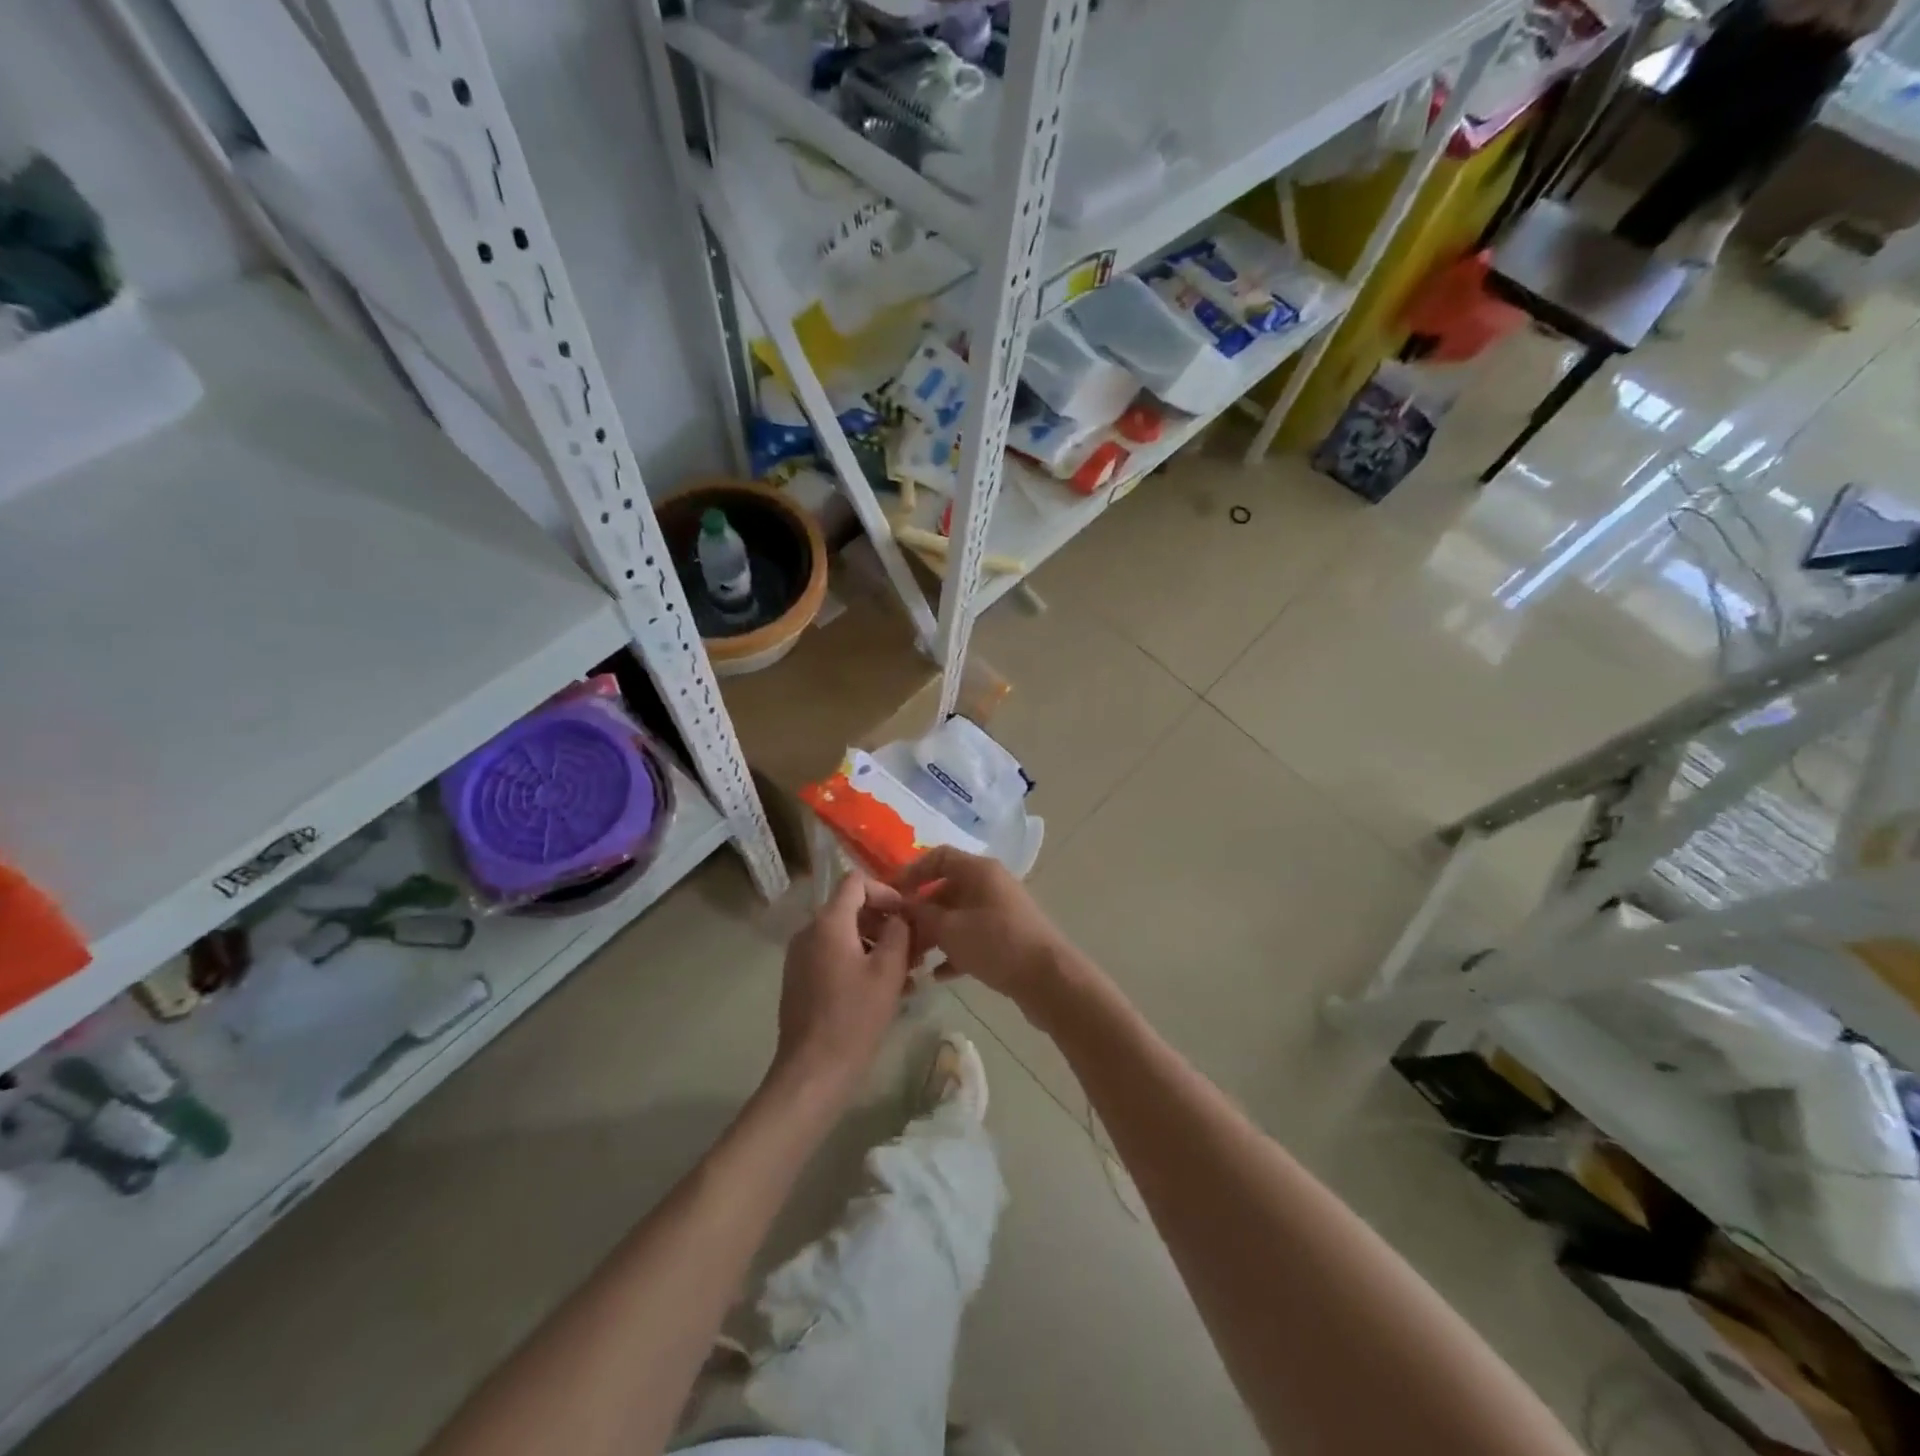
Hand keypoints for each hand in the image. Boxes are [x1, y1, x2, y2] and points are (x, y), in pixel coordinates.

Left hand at [769, 874, 912, 1105]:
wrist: (812, 1071)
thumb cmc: (855, 1017)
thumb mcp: (888, 971)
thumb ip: (898, 932)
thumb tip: (899, 916)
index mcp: (828, 923)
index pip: (855, 882)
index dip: (886, 891)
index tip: (908, 914)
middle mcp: (808, 932)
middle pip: (850, 908)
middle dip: (884, 921)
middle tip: (914, 945)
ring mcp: (800, 957)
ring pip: (844, 935)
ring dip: (875, 943)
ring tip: (906, 971)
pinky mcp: (800, 979)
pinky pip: (833, 955)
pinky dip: (858, 960)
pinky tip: (883, 988)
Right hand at [894, 848, 1079, 1022]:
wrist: (1049, 979)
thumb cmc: (996, 943)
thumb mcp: (950, 929)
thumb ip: (920, 914)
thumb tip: (899, 905)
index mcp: (979, 870)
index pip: (938, 857)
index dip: (912, 872)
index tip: (891, 894)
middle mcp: (990, 884)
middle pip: (946, 888)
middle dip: (919, 911)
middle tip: (896, 934)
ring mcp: (1000, 911)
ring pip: (957, 916)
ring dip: (934, 934)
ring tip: (912, 958)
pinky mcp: (1007, 937)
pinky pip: (972, 937)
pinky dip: (954, 951)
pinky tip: (936, 976)